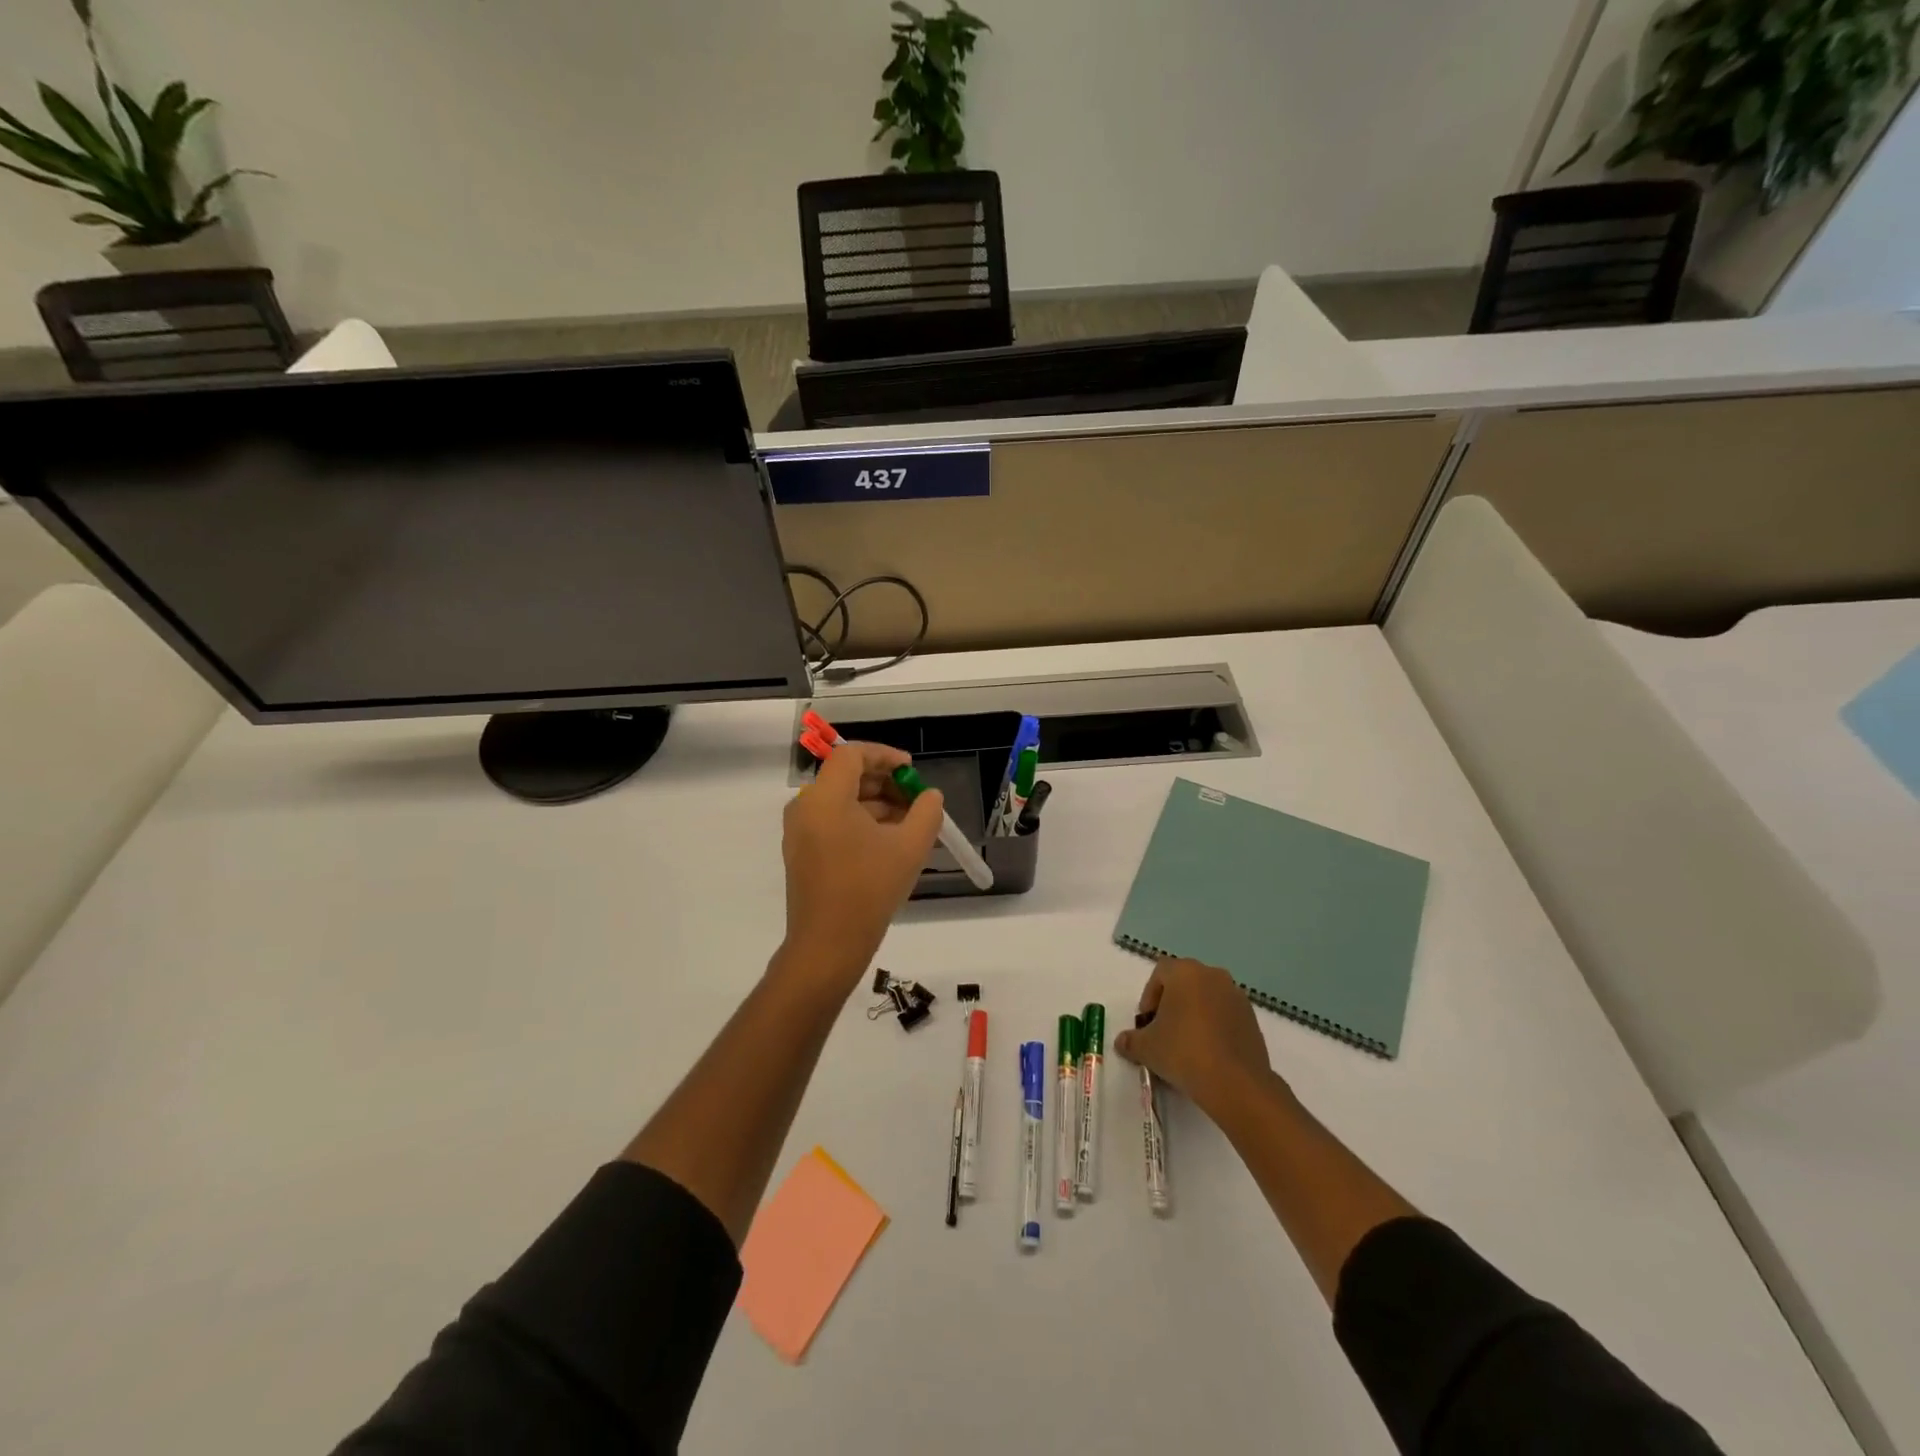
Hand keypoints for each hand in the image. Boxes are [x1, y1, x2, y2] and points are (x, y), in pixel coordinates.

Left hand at [778, 741, 943, 994]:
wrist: (828, 945)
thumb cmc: (869, 889)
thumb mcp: (910, 847)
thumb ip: (926, 812)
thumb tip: (929, 796)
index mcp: (824, 798)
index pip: (851, 755)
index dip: (884, 755)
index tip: (911, 770)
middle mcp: (805, 807)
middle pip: (845, 776)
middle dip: (883, 781)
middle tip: (915, 798)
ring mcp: (799, 832)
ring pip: (840, 801)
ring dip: (875, 804)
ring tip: (909, 823)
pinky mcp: (802, 853)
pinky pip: (832, 822)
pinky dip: (860, 822)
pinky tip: (888, 842)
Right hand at [1114, 958, 1277, 1117]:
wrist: (1235, 1082)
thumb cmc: (1183, 1052)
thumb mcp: (1146, 1048)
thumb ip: (1130, 1041)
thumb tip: (1121, 1042)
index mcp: (1185, 972)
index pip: (1160, 973)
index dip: (1149, 996)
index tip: (1147, 1023)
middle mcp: (1213, 975)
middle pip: (1185, 983)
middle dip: (1172, 1004)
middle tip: (1163, 1032)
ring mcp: (1236, 996)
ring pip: (1207, 999)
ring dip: (1194, 1015)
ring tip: (1186, 1046)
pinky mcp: (1252, 1019)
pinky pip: (1225, 1016)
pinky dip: (1214, 1028)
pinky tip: (1208, 1054)